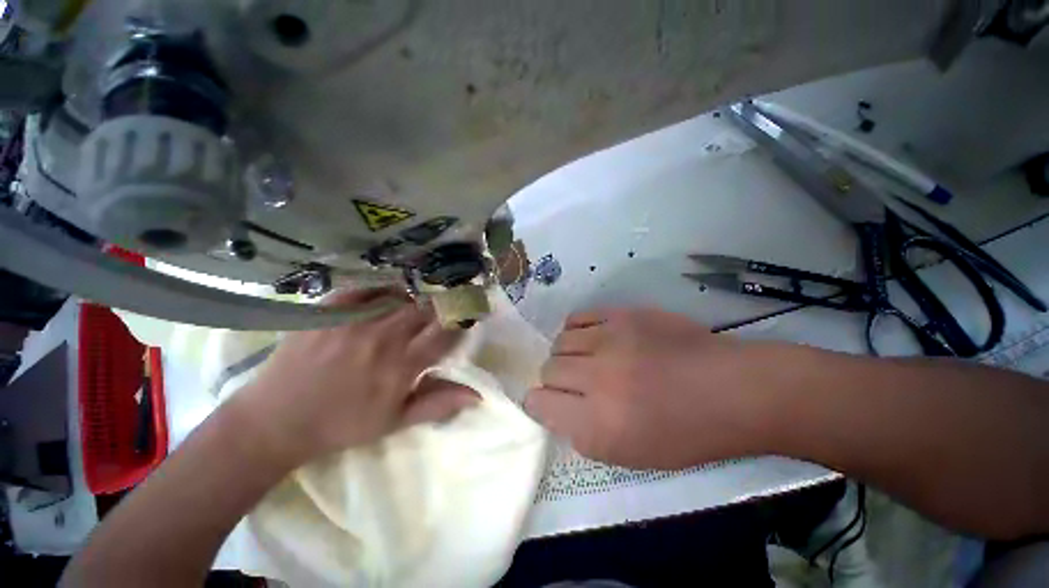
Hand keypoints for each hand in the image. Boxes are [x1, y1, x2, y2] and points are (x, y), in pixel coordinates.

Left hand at [232, 288, 478, 466]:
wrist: (284, 414)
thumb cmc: (341, 425)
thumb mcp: (391, 422)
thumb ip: (434, 404)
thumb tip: (476, 394)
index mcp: (400, 367)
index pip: (444, 334)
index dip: (460, 323)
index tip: (465, 320)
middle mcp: (381, 335)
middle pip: (423, 309)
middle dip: (437, 309)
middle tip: (437, 314)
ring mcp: (353, 317)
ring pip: (396, 295)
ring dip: (409, 300)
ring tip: (406, 309)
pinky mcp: (329, 306)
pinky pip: (363, 287)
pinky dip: (378, 290)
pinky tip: (378, 298)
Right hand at [525, 308, 784, 469]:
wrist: (730, 394)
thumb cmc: (687, 437)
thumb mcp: (628, 457)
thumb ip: (585, 435)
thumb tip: (562, 411)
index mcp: (596, 424)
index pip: (538, 404)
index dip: (543, 407)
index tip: (557, 408)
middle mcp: (596, 378)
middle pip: (548, 370)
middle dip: (557, 383)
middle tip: (580, 389)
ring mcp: (613, 341)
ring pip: (561, 341)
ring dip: (569, 356)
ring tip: (590, 364)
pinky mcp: (628, 315)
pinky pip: (582, 317)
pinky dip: (580, 331)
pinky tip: (596, 341)